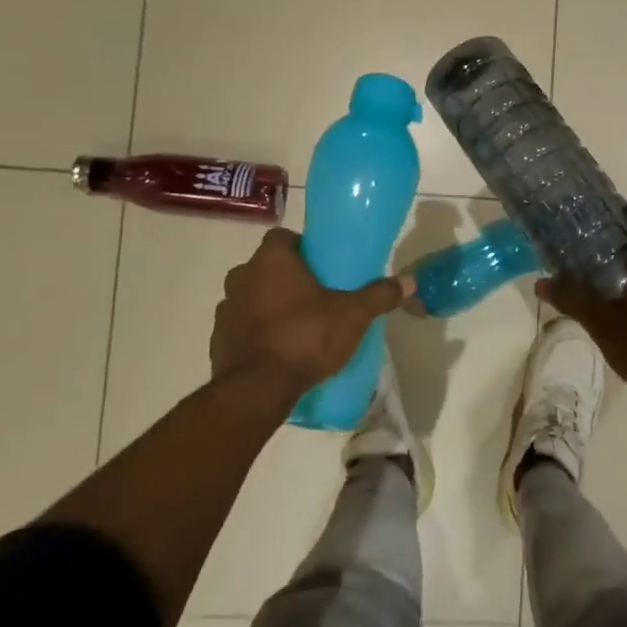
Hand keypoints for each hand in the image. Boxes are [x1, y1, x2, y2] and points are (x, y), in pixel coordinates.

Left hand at [211, 229, 405, 400]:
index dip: (301, 246)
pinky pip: (241, 326)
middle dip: (288, 277)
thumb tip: (409, 281)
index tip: (321, 263)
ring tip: (297, 324)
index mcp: (272, 260)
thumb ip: (379, 295)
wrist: (257, 389)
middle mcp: (242, 276)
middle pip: (267, 266)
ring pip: (252, 296)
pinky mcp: (218, 339)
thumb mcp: (353, 316)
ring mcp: (226, 308)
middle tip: (315, 295)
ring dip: (269, 304)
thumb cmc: (305, 337)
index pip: (282, 236)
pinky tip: (278, 349)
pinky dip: (256, 331)